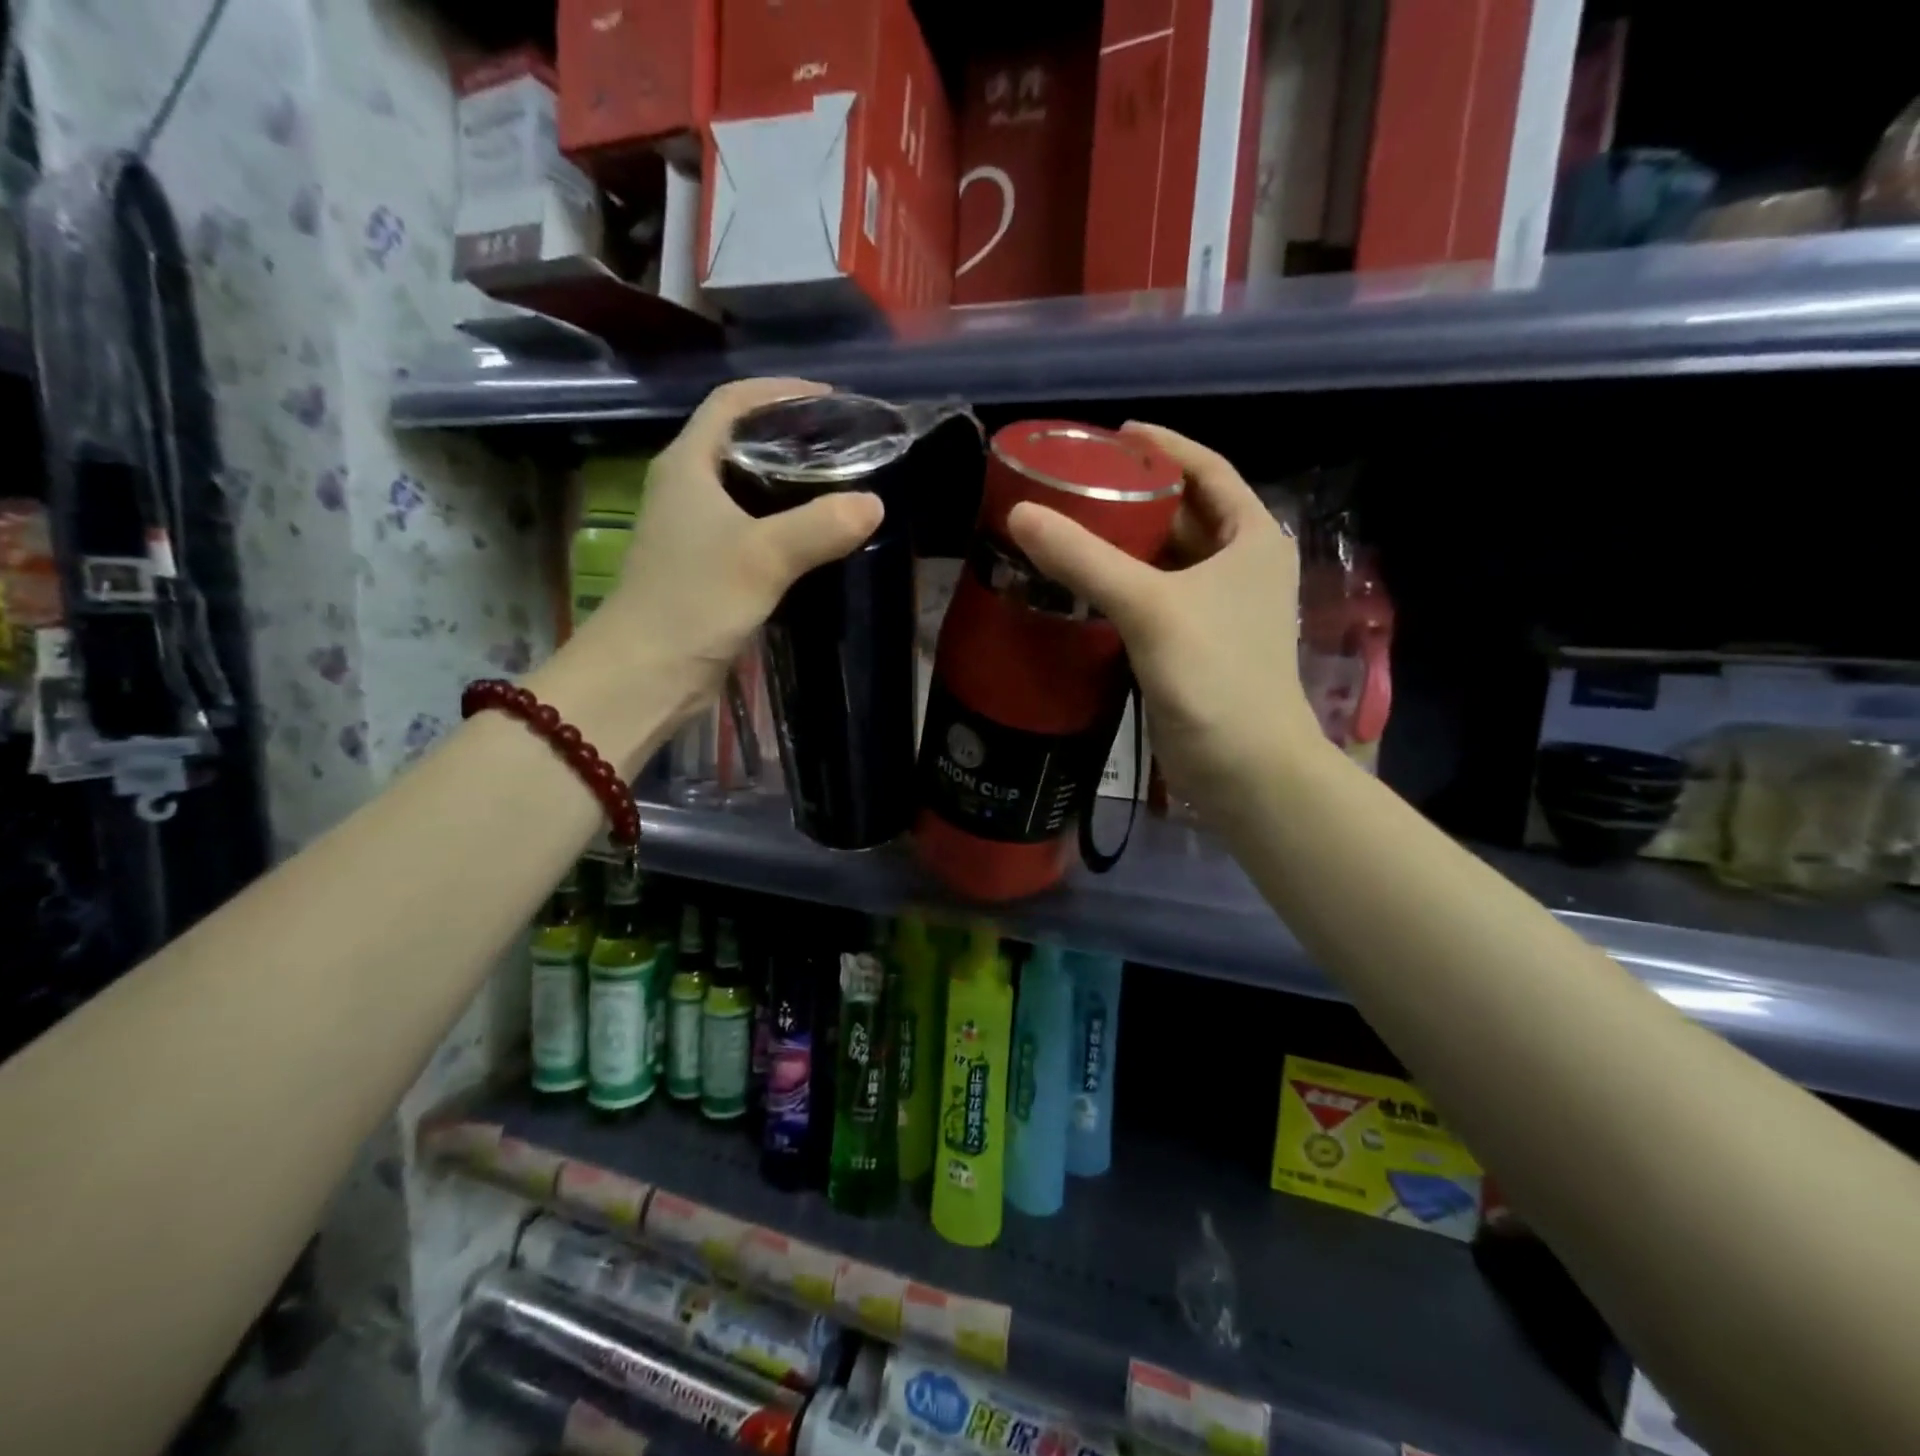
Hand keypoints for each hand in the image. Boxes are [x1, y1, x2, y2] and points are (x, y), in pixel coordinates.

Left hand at [598, 376, 883, 702]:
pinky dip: (784, 522)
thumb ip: (820, 527)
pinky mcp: (706, 566)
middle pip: (741, 441)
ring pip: (747, 487)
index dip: (779, 392)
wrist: (647, 672)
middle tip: (845, 444)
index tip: (830, 400)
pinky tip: (815, 536)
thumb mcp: (762, 558)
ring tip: (840, 484)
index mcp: (688, 465)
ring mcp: (693, 529)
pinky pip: (751, 527)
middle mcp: (687, 488)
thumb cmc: (694, 601)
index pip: (732, 403)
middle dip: (791, 435)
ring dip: (789, 481)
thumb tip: (874, 503)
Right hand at [1006, 422, 1324, 822]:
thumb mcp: (1151, 606)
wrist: (1244, 768)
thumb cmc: (1215, 675)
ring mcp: (1216, 608)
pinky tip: (1078, 582)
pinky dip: (1119, 585)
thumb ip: (1086, 559)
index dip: (1163, 446)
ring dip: (1122, 542)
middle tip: (1075, 482)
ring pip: (1163, 558)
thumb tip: (1020, 514)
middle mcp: (1239, 565)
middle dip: (1133, 494)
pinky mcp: (1190, 644)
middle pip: (1182, 513)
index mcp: (1252, 537)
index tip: (1112, 435)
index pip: (1207, 470)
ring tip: (1067, 524)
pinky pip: (1150, 597)